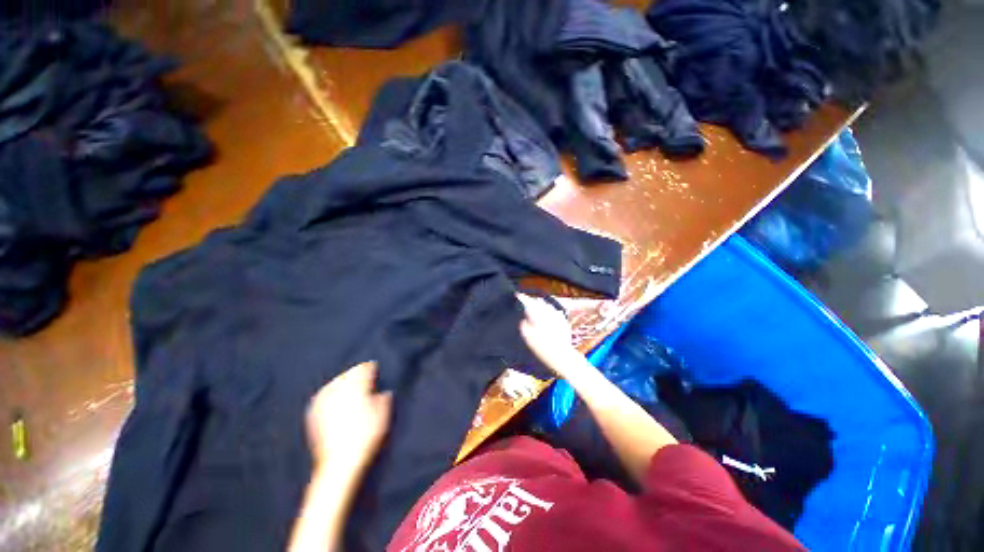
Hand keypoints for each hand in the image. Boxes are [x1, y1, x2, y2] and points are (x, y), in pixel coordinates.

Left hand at [306, 361, 392, 476]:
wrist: (339, 464)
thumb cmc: (365, 437)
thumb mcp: (383, 416)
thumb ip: (384, 399)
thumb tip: (384, 392)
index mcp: (357, 388)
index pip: (364, 369)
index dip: (370, 368)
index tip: (374, 368)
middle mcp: (338, 391)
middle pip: (348, 374)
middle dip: (357, 374)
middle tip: (364, 378)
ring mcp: (323, 402)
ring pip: (335, 382)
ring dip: (343, 381)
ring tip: (349, 385)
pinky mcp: (313, 413)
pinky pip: (323, 394)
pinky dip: (330, 392)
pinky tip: (334, 397)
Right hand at [516, 293, 581, 378]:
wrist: (562, 356)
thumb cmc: (542, 348)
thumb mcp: (528, 338)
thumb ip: (524, 325)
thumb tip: (524, 318)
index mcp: (538, 314)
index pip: (528, 301)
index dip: (522, 297)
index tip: (517, 295)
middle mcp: (548, 312)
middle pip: (539, 301)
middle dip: (532, 302)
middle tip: (527, 305)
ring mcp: (558, 316)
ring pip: (548, 305)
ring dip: (541, 306)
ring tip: (537, 310)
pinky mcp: (564, 321)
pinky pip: (555, 311)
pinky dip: (550, 312)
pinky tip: (549, 316)